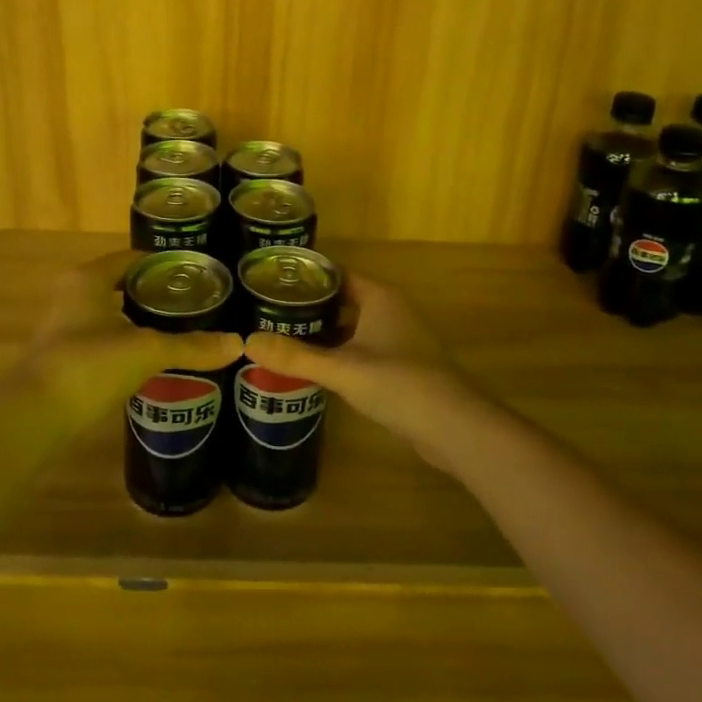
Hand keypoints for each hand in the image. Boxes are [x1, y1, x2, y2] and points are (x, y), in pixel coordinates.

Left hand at [21, 251, 242, 421]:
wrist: (34, 417)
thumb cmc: (89, 365)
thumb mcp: (146, 351)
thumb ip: (191, 346)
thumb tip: (238, 344)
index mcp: (89, 279)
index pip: (132, 258)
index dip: (165, 264)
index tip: (197, 276)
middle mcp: (74, 295)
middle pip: (123, 285)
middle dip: (157, 294)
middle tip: (196, 305)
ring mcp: (66, 327)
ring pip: (112, 314)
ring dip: (142, 321)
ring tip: (182, 331)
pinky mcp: (65, 357)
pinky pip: (105, 339)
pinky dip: (128, 343)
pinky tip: (153, 360)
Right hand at [243, 274, 488, 469]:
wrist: (455, 427)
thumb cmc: (399, 384)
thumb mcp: (341, 368)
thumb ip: (295, 356)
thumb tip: (246, 341)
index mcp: (379, 298)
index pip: (336, 274)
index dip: (306, 278)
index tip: (272, 283)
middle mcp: (391, 311)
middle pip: (343, 300)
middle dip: (310, 307)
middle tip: (269, 313)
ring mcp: (400, 340)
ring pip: (353, 328)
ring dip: (324, 333)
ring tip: (284, 339)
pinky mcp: (404, 368)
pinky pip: (363, 350)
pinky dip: (340, 354)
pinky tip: (316, 370)